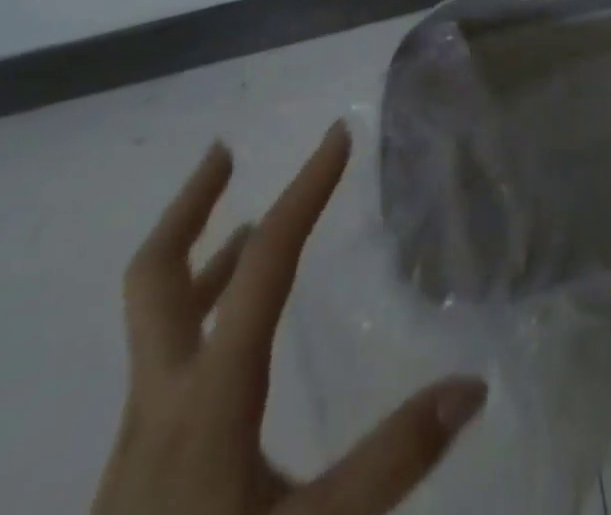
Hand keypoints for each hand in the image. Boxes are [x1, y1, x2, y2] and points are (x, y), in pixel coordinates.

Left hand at [92, 123, 485, 514]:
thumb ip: (394, 461)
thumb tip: (471, 384)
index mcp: (208, 401)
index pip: (263, 267)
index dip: (304, 194)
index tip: (337, 138)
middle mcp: (161, 403)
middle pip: (153, 278)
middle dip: (190, 206)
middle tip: (225, 152)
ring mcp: (140, 440)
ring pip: (155, 321)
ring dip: (199, 258)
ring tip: (245, 223)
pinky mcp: (139, 472)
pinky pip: (165, 361)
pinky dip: (199, 315)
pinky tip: (233, 343)